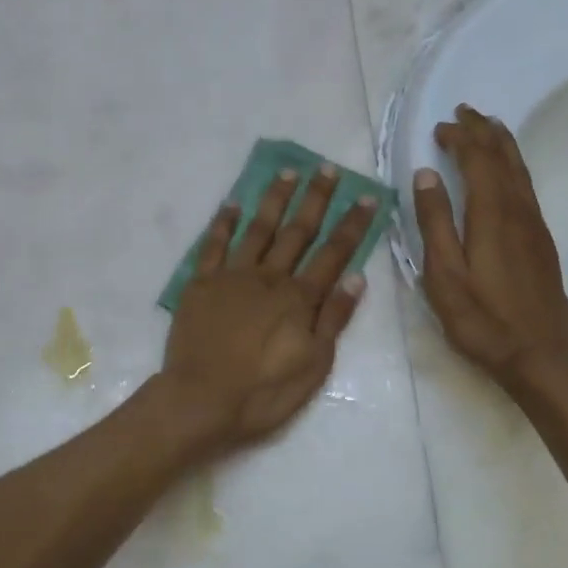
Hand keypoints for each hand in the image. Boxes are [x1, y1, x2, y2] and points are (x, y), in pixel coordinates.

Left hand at [161, 164, 375, 450]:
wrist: (200, 400)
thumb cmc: (263, 392)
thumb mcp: (314, 366)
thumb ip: (334, 319)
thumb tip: (357, 277)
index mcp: (299, 298)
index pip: (333, 253)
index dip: (352, 225)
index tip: (367, 197)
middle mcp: (269, 277)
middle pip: (297, 231)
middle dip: (315, 198)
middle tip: (327, 168)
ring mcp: (232, 276)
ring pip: (258, 229)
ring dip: (274, 199)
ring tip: (288, 171)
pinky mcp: (201, 284)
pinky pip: (213, 245)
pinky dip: (223, 223)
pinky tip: (232, 204)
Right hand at [415, 105, 567, 386]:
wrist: (539, 355)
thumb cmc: (481, 319)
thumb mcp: (443, 275)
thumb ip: (434, 222)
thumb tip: (425, 175)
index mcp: (491, 215)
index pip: (477, 160)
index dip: (460, 138)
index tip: (440, 128)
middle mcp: (518, 211)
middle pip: (503, 158)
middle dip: (483, 130)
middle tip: (465, 111)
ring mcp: (534, 226)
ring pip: (520, 170)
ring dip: (502, 144)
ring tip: (489, 127)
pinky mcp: (541, 241)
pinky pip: (527, 187)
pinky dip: (513, 167)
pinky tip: (507, 172)